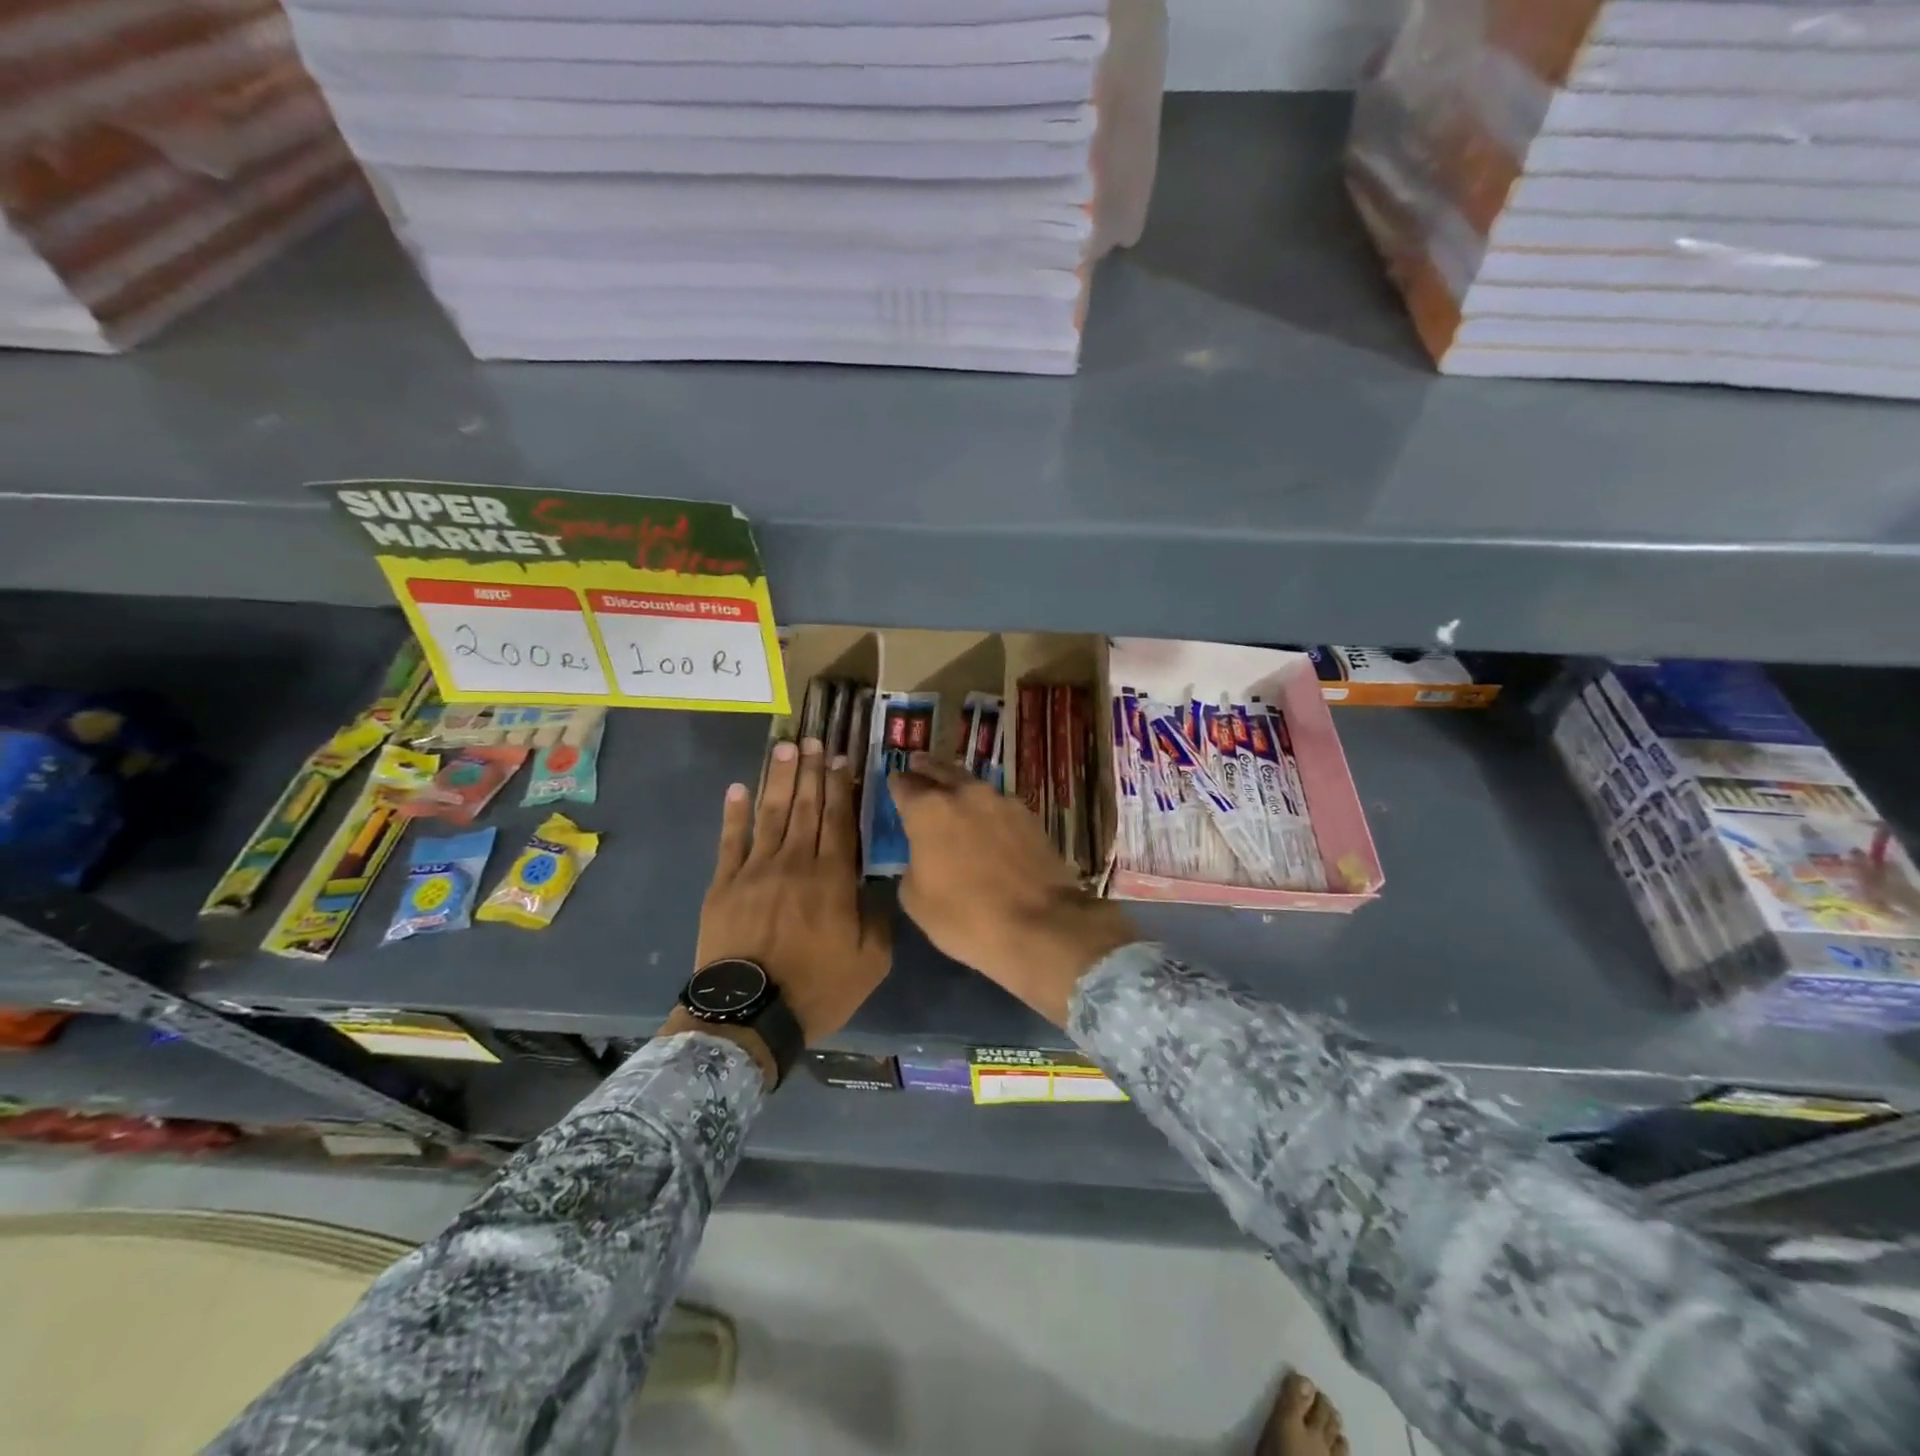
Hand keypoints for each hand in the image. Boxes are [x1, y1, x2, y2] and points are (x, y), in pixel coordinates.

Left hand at [692, 739, 891, 1056]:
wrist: (750, 1016)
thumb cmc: (817, 988)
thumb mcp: (871, 962)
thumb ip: (879, 917)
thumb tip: (879, 883)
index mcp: (833, 878)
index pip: (839, 820)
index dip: (840, 786)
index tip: (840, 758)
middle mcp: (796, 862)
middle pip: (806, 807)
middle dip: (811, 771)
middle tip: (813, 739)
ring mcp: (755, 870)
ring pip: (771, 814)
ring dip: (779, 779)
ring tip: (785, 748)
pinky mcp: (724, 885)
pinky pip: (730, 840)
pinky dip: (734, 813)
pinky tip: (738, 787)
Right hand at [889, 754, 1137, 1025]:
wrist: (1041, 925)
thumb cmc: (966, 916)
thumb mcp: (916, 900)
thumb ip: (913, 865)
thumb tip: (924, 857)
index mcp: (929, 810)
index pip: (904, 785)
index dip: (897, 784)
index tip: (895, 782)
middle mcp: (965, 794)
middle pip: (941, 771)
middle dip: (927, 769)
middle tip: (918, 764)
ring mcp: (1003, 802)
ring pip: (974, 786)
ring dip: (961, 789)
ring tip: (954, 795)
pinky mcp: (1031, 817)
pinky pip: (1000, 807)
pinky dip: (989, 811)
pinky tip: (989, 824)